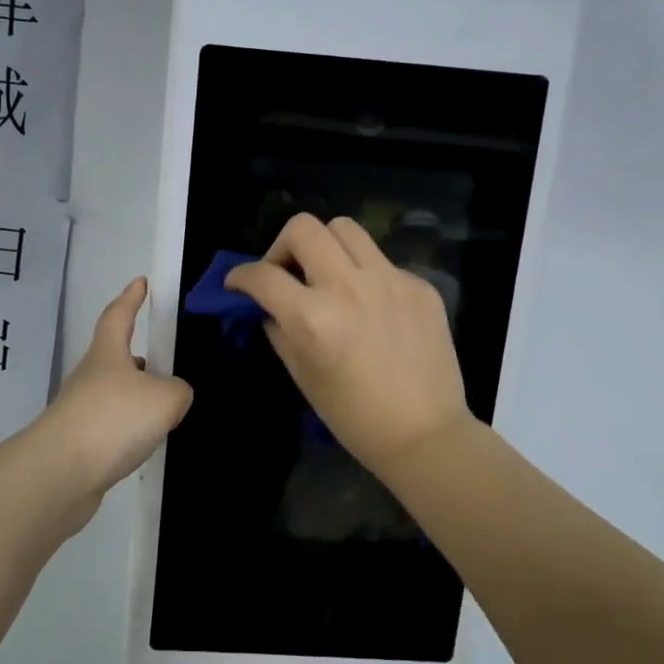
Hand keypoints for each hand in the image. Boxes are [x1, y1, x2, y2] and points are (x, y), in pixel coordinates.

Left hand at [35, 277, 192, 528]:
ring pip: (115, 394)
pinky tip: (145, 442)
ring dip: (136, 396)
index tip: (140, 282)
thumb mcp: (165, 399)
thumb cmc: (113, 419)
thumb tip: (174, 395)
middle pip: (115, 357)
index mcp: (107, 354)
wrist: (60, 473)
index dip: (131, 298)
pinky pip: (111, 426)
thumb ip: (178, 391)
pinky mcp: (78, 443)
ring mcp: (80, 411)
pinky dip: (129, 429)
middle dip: (138, 356)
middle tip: (165, 361)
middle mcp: (90, 377)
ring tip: (165, 408)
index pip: (119, 315)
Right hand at [225, 214, 472, 475]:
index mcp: (313, 317)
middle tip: (286, 274)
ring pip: (345, 228)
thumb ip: (279, 331)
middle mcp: (348, 287)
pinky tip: (371, 307)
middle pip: (304, 228)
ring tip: (327, 276)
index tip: (238, 283)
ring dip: (325, 246)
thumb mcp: (302, 376)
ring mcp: (389, 280)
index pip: (262, 275)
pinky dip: (364, 275)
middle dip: (281, 246)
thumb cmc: (354, 416)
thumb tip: (270, 308)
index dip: (240, 276)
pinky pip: (381, 261)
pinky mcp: (419, 285)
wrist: (425, 434)